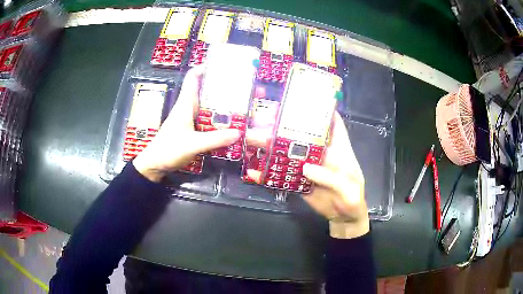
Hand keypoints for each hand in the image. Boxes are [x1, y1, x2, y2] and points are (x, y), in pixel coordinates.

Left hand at [133, 66, 239, 181]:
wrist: (155, 165)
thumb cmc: (169, 150)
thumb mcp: (193, 144)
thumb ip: (214, 139)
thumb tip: (239, 132)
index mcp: (185, 103)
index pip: (193, 78)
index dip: (205, 67)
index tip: (223, 64)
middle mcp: (188, 107)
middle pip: (205, 90)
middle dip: (222, 86)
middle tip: (241, 86)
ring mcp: (190, 119)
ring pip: (208, 105)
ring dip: (222, 103)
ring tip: (241, 102)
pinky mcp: (191, 129)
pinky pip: (207, 119)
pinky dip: (219, 118)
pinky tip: (230, 123)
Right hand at [246, 112, 368, 238]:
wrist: (343, 218)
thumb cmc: (352, 200)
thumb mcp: (349, 191)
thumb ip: (332, 178)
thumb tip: (306, 167)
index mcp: (338, 149)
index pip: (332, 122)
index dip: (321, 108)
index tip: (303, 96)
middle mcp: (320, 152)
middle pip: (302, 133)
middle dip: (283, 124)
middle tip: (262, 117)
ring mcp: (307, 165)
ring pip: (287, 151)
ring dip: (270, 145)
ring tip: (250, 139)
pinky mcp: (297, 179)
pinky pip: (281, 174)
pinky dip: (267, 173)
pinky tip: (253, 171)